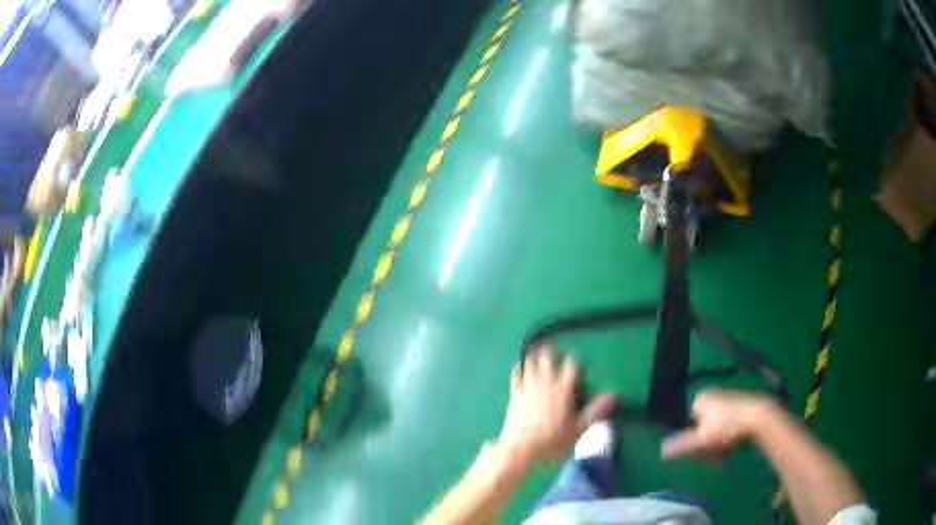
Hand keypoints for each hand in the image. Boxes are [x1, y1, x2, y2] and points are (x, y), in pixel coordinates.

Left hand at [497, 348, 614, 467]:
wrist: (519, 450)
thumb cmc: (552, 443)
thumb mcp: (579, 430)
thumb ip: (596, 410)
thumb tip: (614, 394)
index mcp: (563, 390)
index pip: (572, 365)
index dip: (577, 363)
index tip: (580, 369)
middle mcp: (545, 383)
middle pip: (549, 357)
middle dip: (555, 355)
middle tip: (560, 359)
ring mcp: (527, 386)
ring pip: (532, 361)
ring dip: (538, 358)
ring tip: (543, 360)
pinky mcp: (514, 393)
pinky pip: (516, 373)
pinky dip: (520, 368)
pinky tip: (522, 369)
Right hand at [661, 389, 777, 460]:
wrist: (759, 417)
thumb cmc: (727, 427)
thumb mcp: (700, 441)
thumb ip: (680, 446)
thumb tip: (660, 451)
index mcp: (700, 398)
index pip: (688, 423)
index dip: (693, 440)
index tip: (701, 453)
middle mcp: (713, 394)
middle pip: (703, 426)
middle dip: (707, 445)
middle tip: (715, 458)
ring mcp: (729, 398)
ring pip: (717, 427)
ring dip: (719, 443)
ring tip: (727, 453)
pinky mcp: (743, 403)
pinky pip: (730, 423)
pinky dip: (730, 435)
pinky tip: (737, 445)